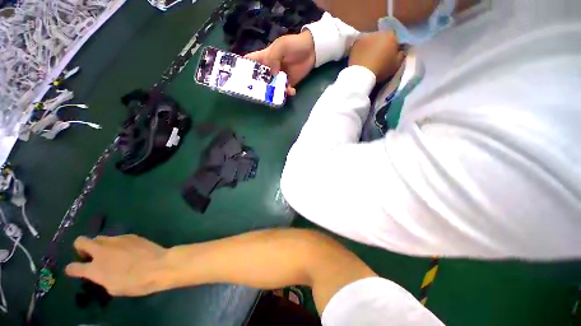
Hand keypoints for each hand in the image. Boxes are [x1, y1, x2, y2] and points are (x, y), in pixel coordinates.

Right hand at [65, 235, 167, 296]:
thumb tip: (100, 272)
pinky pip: (117, 238)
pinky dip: (116, 244)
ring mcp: (116, 240)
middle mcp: (101, 251)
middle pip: (81, 241)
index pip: (73, 267)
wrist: (159, 265)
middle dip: (81, 247)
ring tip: (109, 253)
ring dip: (100, 245)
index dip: (71, 269)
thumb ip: (101, 278)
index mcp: (95, 268)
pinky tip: (126, 250)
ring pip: (100, 238)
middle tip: (89, 255)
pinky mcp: (130, 235)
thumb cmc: (136, 283)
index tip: (72, 270)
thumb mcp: (113, 288)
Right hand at [245, 30, 315, 95]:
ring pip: (272, 87)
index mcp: (264, 58)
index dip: (243, 69)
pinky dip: (287, 93)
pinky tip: (292, 91)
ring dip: (274, 92)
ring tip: (277, 94)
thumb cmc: (294, 45)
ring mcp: (279, 77)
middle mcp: (270, 69)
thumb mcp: (281, 47)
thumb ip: (273, 58)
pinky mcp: (288, 83)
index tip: (238, 77)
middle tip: (257, 94)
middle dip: (258, 87)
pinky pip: (285, 91)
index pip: (250, 62)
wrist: (311, 51)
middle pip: (260, 79)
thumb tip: (272, 74)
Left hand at [348, 32, 403, 82]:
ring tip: (368, 57)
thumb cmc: (381, 69)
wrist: (362, 74)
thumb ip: (401, 55)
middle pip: (381, 37)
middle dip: (380, 44)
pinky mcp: (354, 45)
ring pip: (370, 40)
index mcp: (390, 36)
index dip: (392, 46)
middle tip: (377, 56)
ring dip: (370, 46)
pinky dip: (361, 50)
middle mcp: (378, 33)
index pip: (394, 38)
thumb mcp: (396, 65)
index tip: (389, 54)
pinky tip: (360, 58)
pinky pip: (360, 46)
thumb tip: (401, 51)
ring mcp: (365, 38)